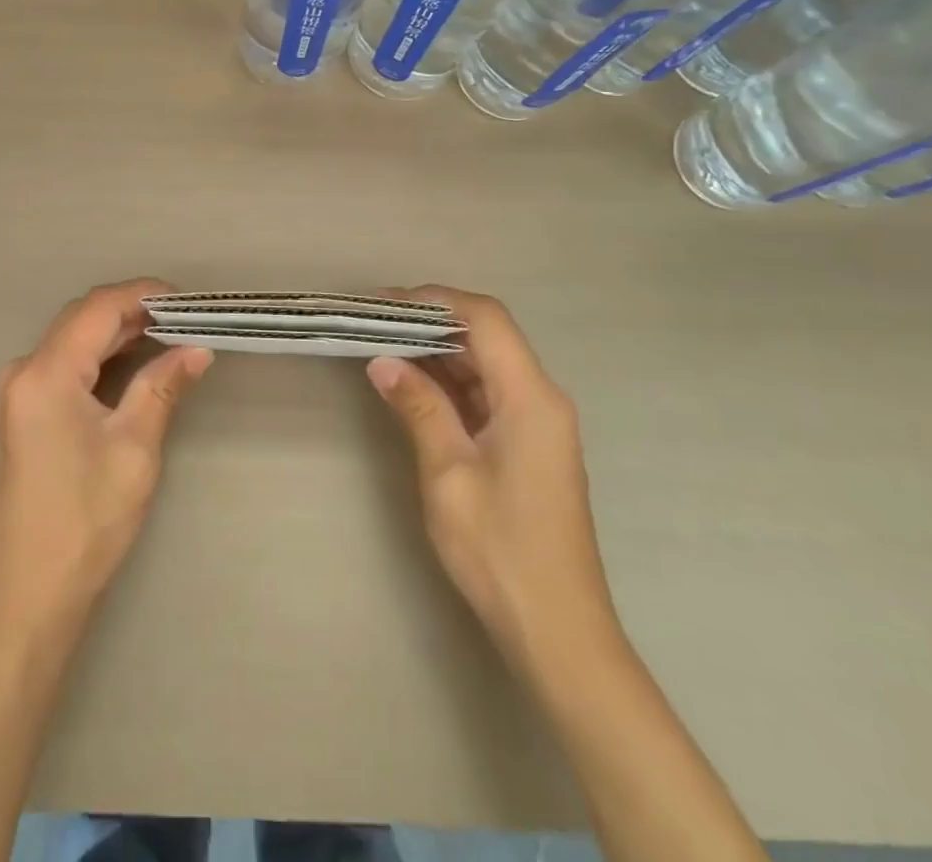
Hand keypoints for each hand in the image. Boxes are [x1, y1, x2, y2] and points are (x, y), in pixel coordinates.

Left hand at [0, 279, 213, 634]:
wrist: (29, 592)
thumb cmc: (85, 520)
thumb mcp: (134, 449)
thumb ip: (163, 387)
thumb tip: (197, 349)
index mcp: (45, 374)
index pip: (98, 308)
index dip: (143, 294)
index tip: (187, 300)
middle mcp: (22, 371)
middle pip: (81, 318)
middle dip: (132, 309)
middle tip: (183, 318)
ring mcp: (16, 392)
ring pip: (71, 339)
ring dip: (116, 331)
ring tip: (167, 334)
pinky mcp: (20, 412)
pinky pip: (62, 363)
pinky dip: (98, 355)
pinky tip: (131, 362)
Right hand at [367, 286, 617, 667]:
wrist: (557, 632)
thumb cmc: (501, 549)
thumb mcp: (448, 473)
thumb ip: (418, 408)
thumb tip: (383, 361)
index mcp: (531, 397)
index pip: (486, 319)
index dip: (436, 300)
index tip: (385, 303)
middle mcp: (541, 399)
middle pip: (487, 337)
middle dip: (431, 323)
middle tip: (373, 323)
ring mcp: (536, 424)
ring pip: (484, 365)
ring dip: (437, 353)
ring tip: (382, 346)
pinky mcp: (527, 446)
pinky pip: (486, 395)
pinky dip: (449, 384)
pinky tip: (412, 385)